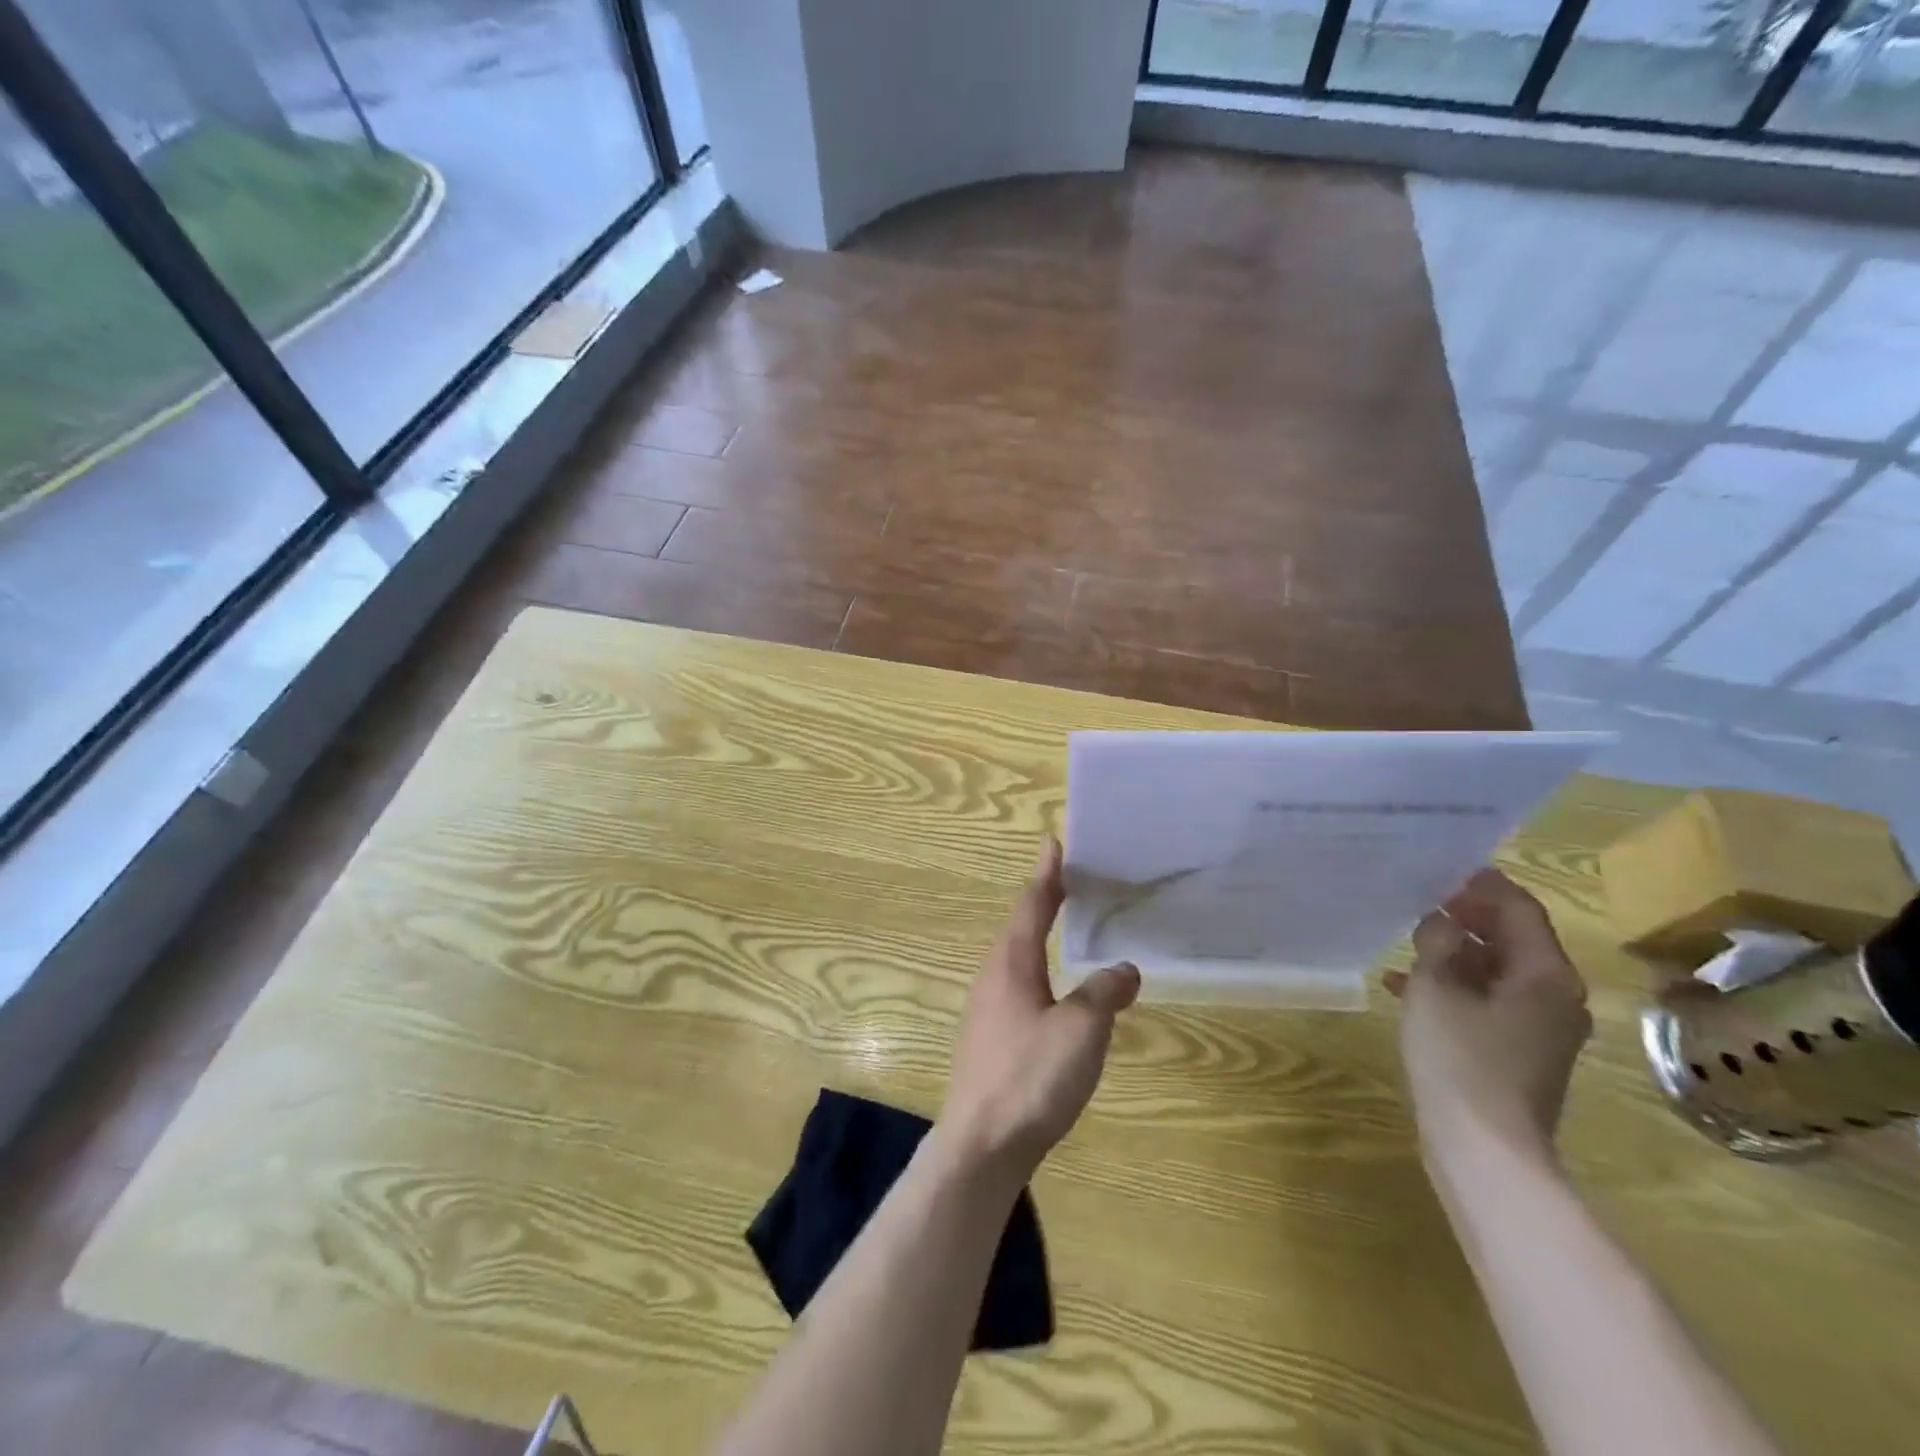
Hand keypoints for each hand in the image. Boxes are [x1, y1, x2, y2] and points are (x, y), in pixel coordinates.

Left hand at [940, 839, 1140, 1174]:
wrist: (980, 1145)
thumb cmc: (1030, 1077)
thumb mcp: (1081, 1031)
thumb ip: (1103, 994)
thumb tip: (1124, 968)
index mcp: (1012, 963)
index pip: (1032, 904)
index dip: (1048, 874)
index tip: (1054, 843)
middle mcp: (994, 976)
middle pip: (1021, 926)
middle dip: (1045, 900)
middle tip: (1070, 881)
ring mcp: (987, 1008)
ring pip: (1018, 958)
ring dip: (1040, 935)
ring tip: (1065, 927)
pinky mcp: (990, 1037)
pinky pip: (1019, 986)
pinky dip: (1040, 970)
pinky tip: (1056, 993)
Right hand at [1384, 868, 1590, 1164]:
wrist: (1485, 1147)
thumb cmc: (1460, 1057)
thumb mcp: (1435, 988)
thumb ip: (1437, 944)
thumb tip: (1441, 923)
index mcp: (1545, 975)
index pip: (1520, 910)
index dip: (1483, 886)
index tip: (1445, 870)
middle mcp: (1556, 996)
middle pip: (1514, 939)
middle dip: (1468, 918)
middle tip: (1423, 901)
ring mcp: (1542, 1028)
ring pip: (1498, 971)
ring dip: (1457, 952)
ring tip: (1410, 940)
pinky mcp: (1521, 1052)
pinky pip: (1491, 1001)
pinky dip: (1456, 987)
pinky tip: (1407, 986)